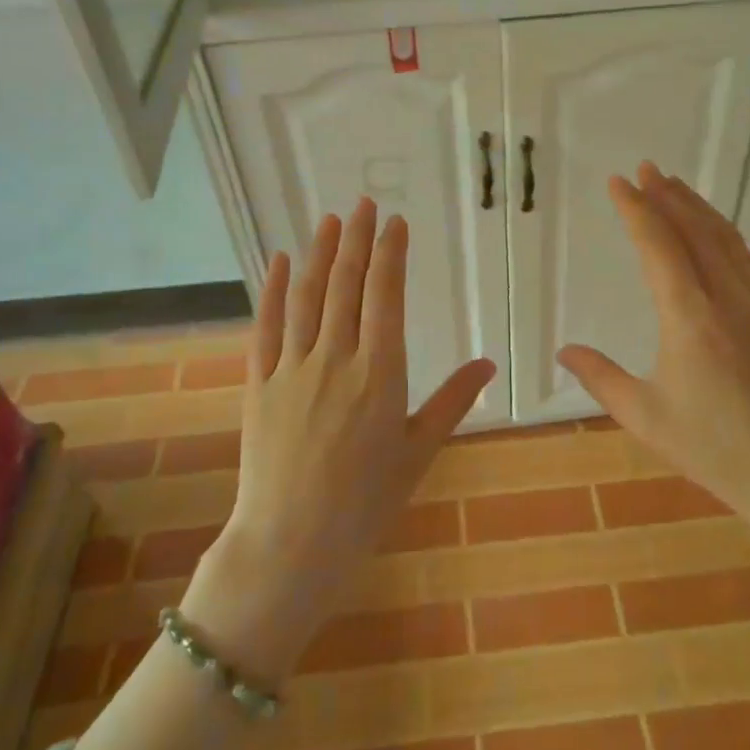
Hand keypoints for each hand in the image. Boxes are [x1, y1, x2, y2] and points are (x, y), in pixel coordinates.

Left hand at [185, 197, 494, 678]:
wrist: (291, 545)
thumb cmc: (365, 503)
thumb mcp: (418, 452)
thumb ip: (452, 401)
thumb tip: (489, 363)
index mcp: (380, 373)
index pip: (385, 296)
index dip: (392, 254)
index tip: (396, 222)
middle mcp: (336, 358)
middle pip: (346, 284)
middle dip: (359, 240)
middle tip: (366, 204)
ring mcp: (292, 368)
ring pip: (308, 296)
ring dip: (321, 253)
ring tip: (332, 219)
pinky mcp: (259, 383)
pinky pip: (267, 326)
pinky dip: (274, 290)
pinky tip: (281, 262)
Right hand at [558, 164, 749, 547]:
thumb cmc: (716, 451)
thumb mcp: (646, 418)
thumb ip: (601, 378)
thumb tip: (564, 351)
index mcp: (690, 318)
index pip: (658, 246)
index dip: (636, 209)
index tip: (619, 182)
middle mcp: (728, 299)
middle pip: (695, 231)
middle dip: (668, 196)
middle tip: (646, 169)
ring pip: (726, 240)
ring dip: (698, 209)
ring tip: (676, 187)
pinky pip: (747, 260)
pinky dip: (725, 234)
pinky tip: (718, 234)